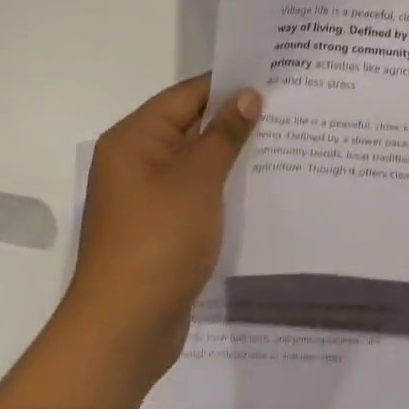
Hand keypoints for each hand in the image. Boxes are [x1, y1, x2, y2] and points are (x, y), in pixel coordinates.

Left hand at [62, 75, 261, 396]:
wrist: (123, 332)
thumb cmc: (158, 242)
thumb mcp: (198, 179)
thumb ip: (225, 134)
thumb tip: (248, 95)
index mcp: (134, 139)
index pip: (188, 95)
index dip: (229, 84)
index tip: (272, 77)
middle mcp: (136, 160)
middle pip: (191, 124)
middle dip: (235, 117)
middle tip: (286, 106)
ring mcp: (147, 195)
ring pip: (196, 159)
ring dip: (231, 152)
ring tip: (282, 139)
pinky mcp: (160, 225)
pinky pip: (195, 190)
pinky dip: (222, 183)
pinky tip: (259, 182)